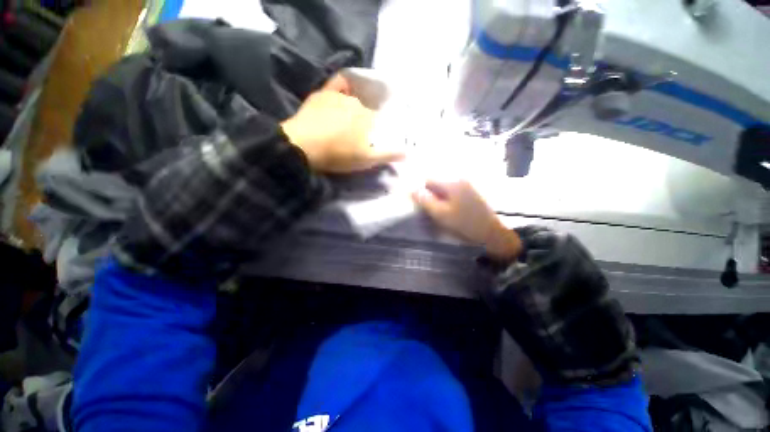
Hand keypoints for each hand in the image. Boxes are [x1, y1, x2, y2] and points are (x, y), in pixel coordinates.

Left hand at [281, 75, 403, 172]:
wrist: (303, 147)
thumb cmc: (338, 155)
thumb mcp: (366, 160)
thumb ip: (387, 155)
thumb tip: (408, 153)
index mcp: (368, 119)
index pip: (379, 123)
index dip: (376, 132)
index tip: (371, 141)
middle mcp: (358, 104)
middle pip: (366, 112)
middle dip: (365, 123)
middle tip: (357, 136)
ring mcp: (340, 96)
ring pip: (353, 101)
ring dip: (354, 110)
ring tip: (348, 122)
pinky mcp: (323, 94)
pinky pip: (338, 83)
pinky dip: (344, 85)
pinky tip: (346, 89)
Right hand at [413, 180, 521, 260]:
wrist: (493, 232)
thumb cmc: (465, 223)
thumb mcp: (441, 214)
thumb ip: (425, 201)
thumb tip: (411, 190)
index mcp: (452, 182)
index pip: (429, 179)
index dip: (423, 191)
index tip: (424, 204)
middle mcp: (460, 177)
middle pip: (438, 181)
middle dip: (432, 193)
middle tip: (434, 209)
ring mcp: (468, 183)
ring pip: (446, 186)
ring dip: (441, 195)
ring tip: (443, 210)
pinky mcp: (473, 189)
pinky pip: (455, 189)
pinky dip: (450, 197)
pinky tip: (453, 208)